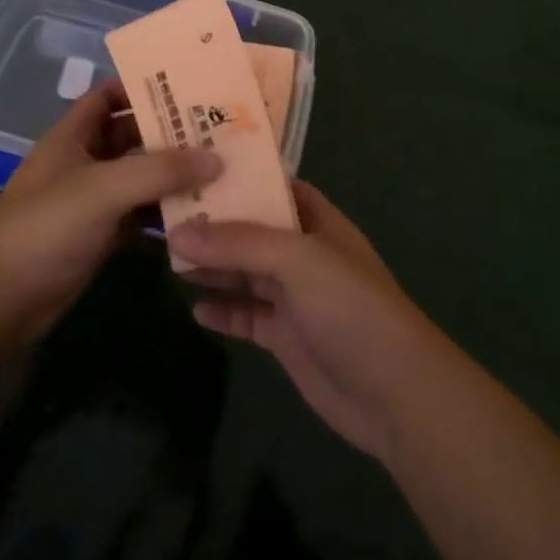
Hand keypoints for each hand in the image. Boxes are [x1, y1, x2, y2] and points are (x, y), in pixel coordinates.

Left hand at [0, 81, 220, 343]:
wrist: (0, 301)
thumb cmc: (45, 227)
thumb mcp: (103, 189)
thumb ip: (159, 171)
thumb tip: (217, 158)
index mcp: (73, 136)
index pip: (107, 96)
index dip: (140, 87)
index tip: (187, 87)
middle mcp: (83, 162)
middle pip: (131, 136)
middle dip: (169, 132)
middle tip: (218, 128)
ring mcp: (92, 202)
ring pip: (139, 177)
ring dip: (173, 174)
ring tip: (222, 167)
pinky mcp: (101, 237)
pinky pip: (141, 215)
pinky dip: (166, 212)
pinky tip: (201, 211)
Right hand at [168, 182, 441, 463]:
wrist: (393, 392)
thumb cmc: (350, 307)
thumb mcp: (296, 261)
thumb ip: (238, 244)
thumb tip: (178, 232)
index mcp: (317, 223)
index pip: (276, 188)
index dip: (242, 178)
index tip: (196, 167)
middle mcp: (305, 254)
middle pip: (253, 231)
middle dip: (216, 224)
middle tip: (166, 215)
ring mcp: (296, 298)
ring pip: (246, 273)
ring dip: (213, 266)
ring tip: (169, 257)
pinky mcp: (287, 338)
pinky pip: (247, 316)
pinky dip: (224, 310)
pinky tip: (194, 308)